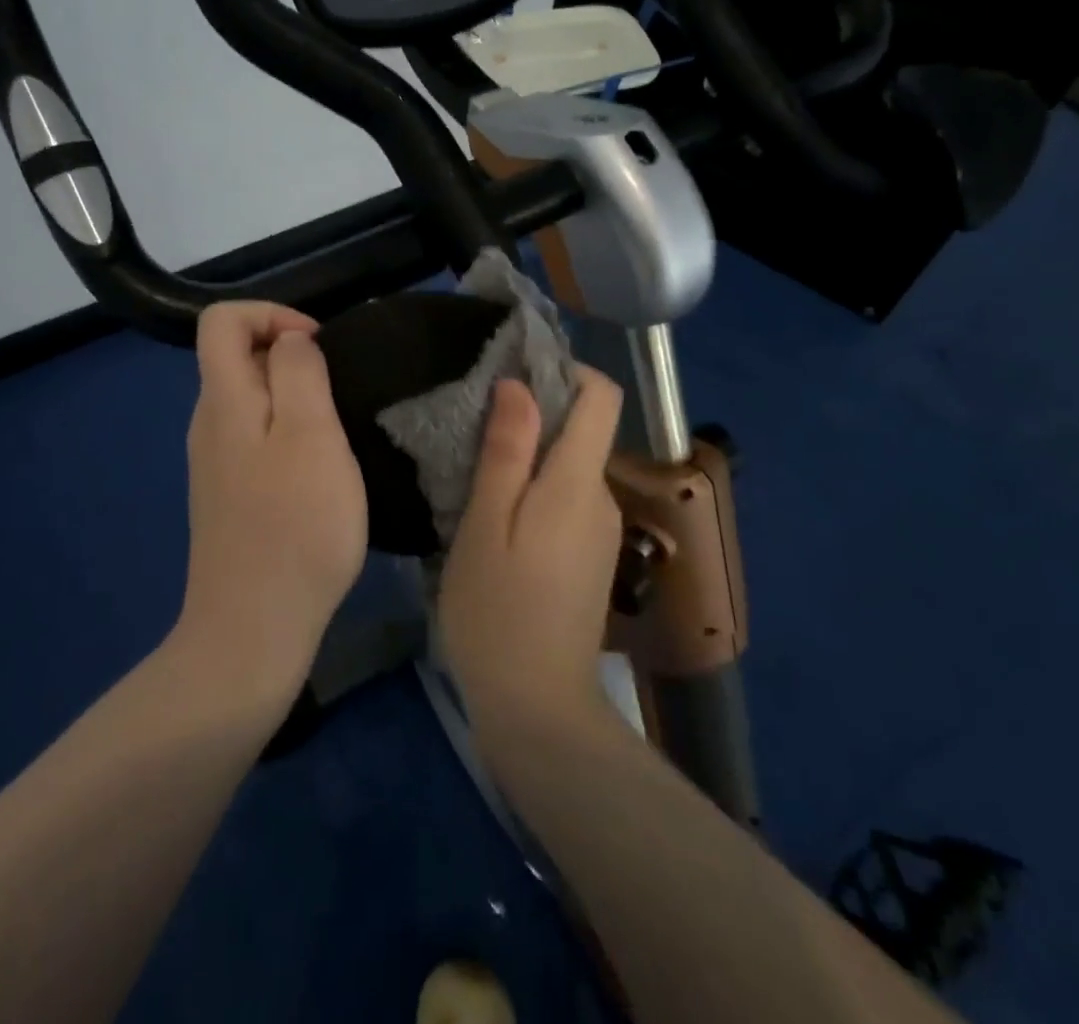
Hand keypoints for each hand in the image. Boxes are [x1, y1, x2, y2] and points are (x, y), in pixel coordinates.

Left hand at [175, 302, 366, 704]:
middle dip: (291, 358)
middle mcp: (209, 423)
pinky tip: (319, 475)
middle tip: (340, 396)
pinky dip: (289, 436)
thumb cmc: (294, 526)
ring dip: (296, 400)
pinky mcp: (230, 495)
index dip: (271, 313)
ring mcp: (215, 463)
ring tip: (337, 435)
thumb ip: (299, 373)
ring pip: (252, 401)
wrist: (253, 628)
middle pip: (237, 357)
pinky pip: (256, 439)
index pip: (222, 320)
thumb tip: (291, 340)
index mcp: (223, 400)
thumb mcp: (312, 435)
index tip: (318, 347)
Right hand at [438, 367, 625, 729]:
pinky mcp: (592, 557)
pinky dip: (537, 491)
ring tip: (478, 474)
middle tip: (477, 428)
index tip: (517, 372)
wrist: (537, 709)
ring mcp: (602, 531)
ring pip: (571, 466)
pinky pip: (568, 500)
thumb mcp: (485, 525)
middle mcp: (601, 498)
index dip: (566, 370)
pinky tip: (498, 518)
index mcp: (577, 482)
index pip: (601, 396)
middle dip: (536, 415)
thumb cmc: (497, 612)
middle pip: (583, 429)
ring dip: (532, 456)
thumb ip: (506, 451)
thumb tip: (519, 385)